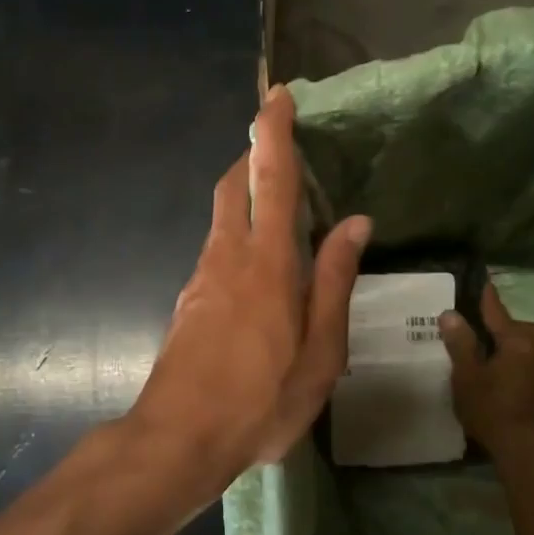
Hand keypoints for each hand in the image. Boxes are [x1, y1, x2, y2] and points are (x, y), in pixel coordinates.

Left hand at [129, 86, 370, 494]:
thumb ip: (335, 282)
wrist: (178, 438)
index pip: (271, 179)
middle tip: (281, 147)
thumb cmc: (260, 400)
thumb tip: (354, 223)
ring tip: (280, 206)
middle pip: (233, 186)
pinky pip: (216, 250)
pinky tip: (259, 268)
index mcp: (268, 264)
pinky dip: (238, 236)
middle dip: (252, 155)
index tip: (278, 95)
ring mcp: (201, 279)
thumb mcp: (319, 352)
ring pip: (221, 218)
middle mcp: (228, 257)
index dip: (274, 132)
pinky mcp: (189, 303)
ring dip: (245, 195)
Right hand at [439, 284, 533, 458]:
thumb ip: (460, 343)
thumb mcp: (467, 374)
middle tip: (488, 330)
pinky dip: (522, 362)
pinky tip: (507, 375)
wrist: (525, 448)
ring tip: (496, 353)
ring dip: (518, 344)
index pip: (498, 313)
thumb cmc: (492, 407)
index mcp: (518, 342)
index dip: (488, 298)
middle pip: (525, 328)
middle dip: (509, 325)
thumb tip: (451, 314)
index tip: (484, 282)